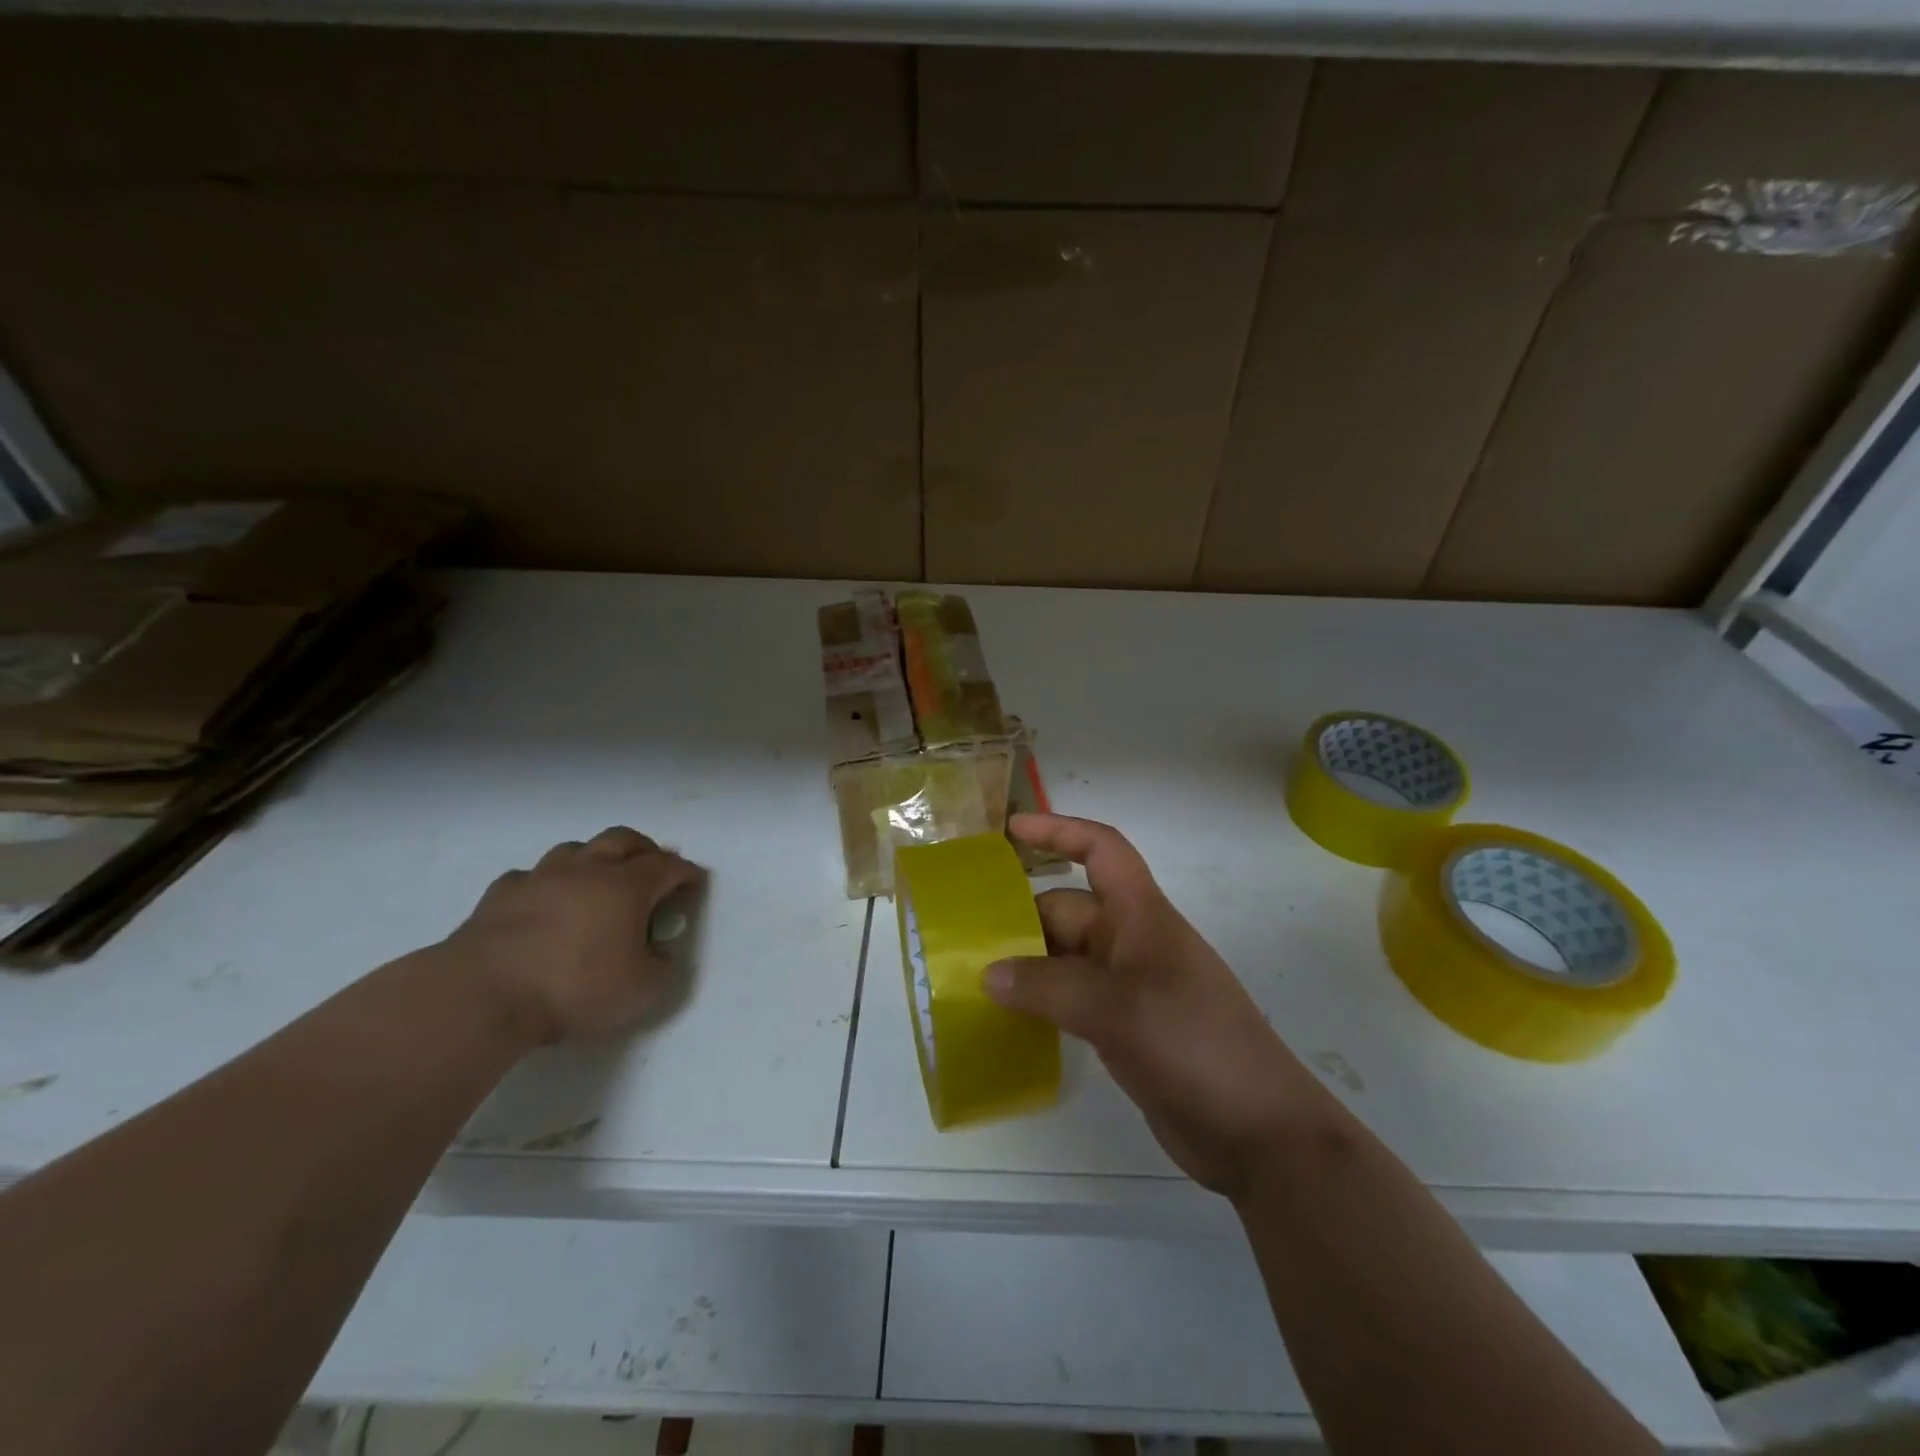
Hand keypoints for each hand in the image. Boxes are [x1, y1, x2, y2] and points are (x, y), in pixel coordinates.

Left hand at [445, 827, 704, 1045]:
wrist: (483, 994)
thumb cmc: (574, 988)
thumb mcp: (640, 990)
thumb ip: (660, 967)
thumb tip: (660, 954)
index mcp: (627, 887)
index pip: (667, 866)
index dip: (686, 871)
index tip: (696, 881)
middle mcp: (588, 870)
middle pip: (623, 839)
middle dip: (645, 848)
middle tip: (653, 865)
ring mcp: (541, 877)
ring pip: (575, 849)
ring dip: (594, 857)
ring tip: (598, 878)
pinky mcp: (500, 895)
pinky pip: (531, 876)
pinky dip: (546, 883)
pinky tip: (544, 901)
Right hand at [984, 814, 1328, 1199]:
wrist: (1259, 1132)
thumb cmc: (1195, 1045)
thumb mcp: (1119, 1009)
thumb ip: (1048, 987)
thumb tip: (988, 974)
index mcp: (1141, 916)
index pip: (1102, 851)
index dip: (1059, 831)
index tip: (1011, 829)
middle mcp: (1132, 944)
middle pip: (1068, 911)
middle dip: (1020, 918)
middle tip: (963, 939)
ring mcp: (1128, 989)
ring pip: (1065, 958)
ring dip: (1024, 964)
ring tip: (972, 978)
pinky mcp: (1123, 1030)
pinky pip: (1070, 1000)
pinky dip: (1039, 1002)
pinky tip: (1007, 1018)